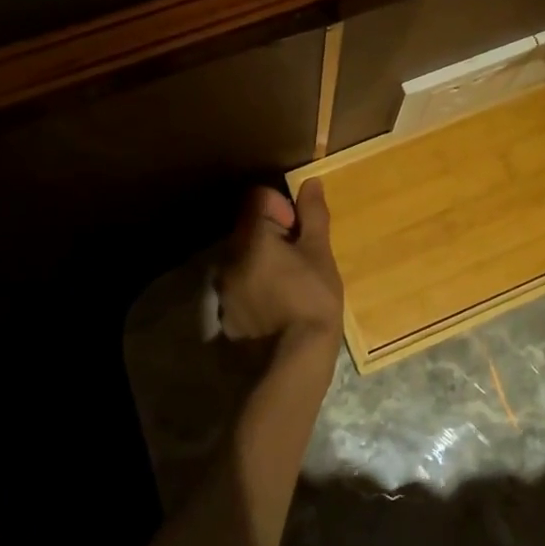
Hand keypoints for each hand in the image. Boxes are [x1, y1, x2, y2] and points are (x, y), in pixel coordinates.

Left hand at [218, 181, 343, 349]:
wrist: (293, 363)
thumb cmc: (312, 299)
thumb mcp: (320, 253)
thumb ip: (312, 215)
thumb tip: (310, 181)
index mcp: (251, 237)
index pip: (258, 198)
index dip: (282, 207)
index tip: (300, 230)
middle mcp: (228, 258)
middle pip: (249, 229)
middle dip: (274, 236)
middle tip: (302, 259)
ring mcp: (224, 290)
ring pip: (244, 260)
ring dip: (264, 263)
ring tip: (292, 285)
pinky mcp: (227, 317)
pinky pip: (241, 289)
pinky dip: (257, 289)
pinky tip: (278, 308)